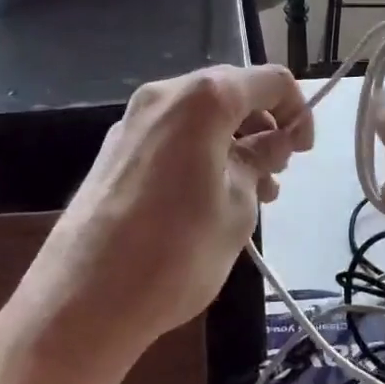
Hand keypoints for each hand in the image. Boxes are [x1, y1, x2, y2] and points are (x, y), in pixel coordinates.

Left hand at [0, 64, 311, 380]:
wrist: (81, 303)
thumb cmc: (176, 253)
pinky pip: (172, 134)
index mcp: (203, 100)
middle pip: (231, 91)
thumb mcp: (238, 208)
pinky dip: (201, 150)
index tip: (303, 151)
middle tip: (277, 172)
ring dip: (234, 140)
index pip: (269, 80)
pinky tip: (209, 196)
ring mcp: (133, 121)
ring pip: (200, 114)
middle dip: (263, 124)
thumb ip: (260, 162)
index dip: (297, 110)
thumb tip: (273, 143)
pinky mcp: (114, 150)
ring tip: (251, 192)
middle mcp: (164, 95)